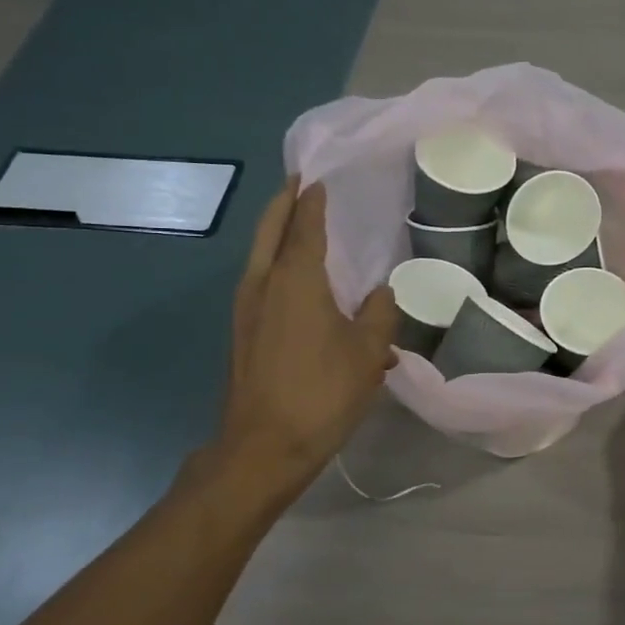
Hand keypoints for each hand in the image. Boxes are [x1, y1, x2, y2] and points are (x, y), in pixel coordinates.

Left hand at [211, 178, 397, 494]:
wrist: (264, 447)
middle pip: (270, 230)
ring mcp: (247, 309)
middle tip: (300, 183)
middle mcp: (264, 284)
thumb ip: (380, 315)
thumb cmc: (321, 393)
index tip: (320, 178)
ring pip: (260, 255)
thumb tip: (381, 294)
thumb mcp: (367, 352)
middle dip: (284, 203)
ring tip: (299, 221)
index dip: (313, 201)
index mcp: (295, 280)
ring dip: (277, 232)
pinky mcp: (244, 332)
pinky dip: (276, 263)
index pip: (305, 226)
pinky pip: (261, 280)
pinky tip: (298, 279)